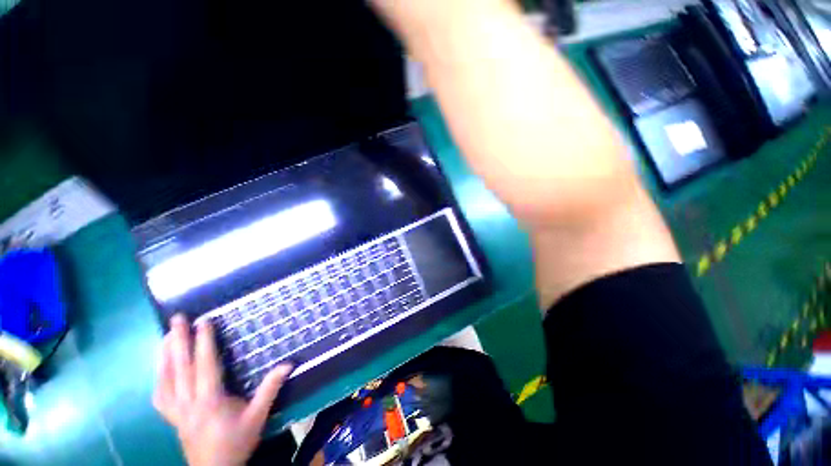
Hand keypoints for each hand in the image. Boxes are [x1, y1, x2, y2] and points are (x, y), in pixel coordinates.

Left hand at [153, 314, 292, 465]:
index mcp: (210, 401)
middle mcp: (188, 403)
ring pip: (165, 379)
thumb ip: (270, 389)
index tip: (204, 321)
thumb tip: (288, 363)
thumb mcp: (258, 416)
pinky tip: (161, 366)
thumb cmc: (237, 442)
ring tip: (167, 335)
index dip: (204, 342)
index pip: (205, 365)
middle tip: (177, 318)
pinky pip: (159, 395)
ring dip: (165, 355)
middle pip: (180, 368)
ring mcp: (176, 411)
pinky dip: (158, 376)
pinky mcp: (171, 418)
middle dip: (178, 340)